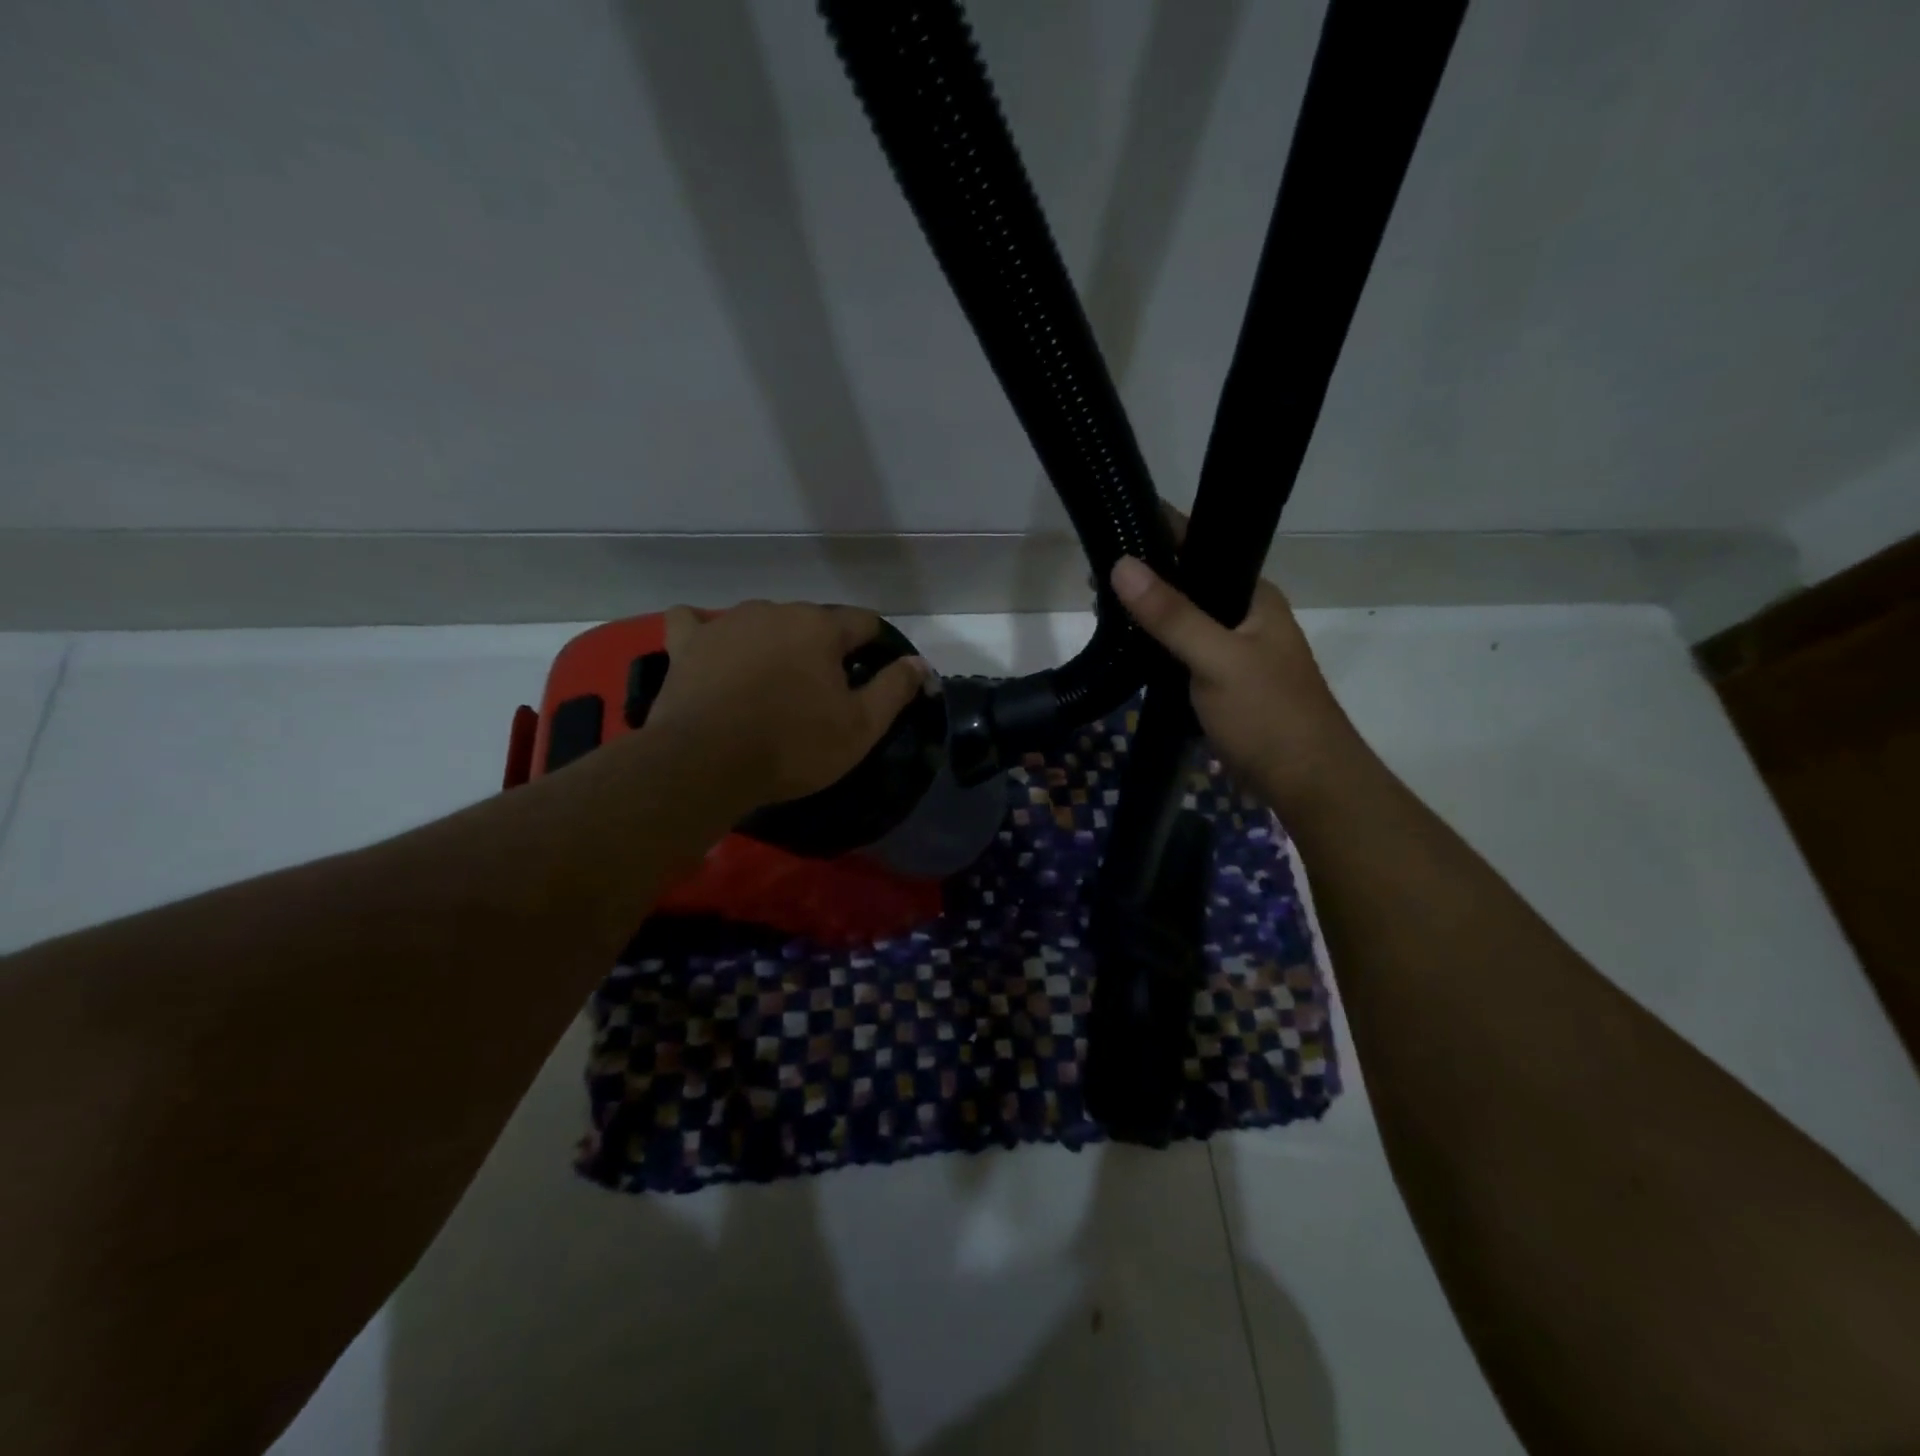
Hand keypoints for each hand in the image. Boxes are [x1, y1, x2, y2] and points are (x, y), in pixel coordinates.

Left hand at [643, 601, 929, 810]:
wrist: (706, 763)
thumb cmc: (793, 745)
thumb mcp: (860, 727)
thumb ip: (894, 689)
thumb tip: (917, 663)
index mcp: (821, 627)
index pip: (863, 622)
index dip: (874, 648)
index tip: (873, 676)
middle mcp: (776, 611)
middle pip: (812, 622)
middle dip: (822, 649)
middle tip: (822, 693)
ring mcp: (727, 623)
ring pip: (762, 622)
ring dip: (774, 643)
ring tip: (772, 683)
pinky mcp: (687, 643)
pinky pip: (694, 623)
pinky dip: (707, 633)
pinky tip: (712, 649)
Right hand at [1110, 547, 1365, 817]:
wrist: (1306, 783)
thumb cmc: (1269, 715)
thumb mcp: (1217, 660)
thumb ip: (1171, 615)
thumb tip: (1121, 564)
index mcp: (1254, 597)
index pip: (1204, 547)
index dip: (1160, 536)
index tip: (1112, 531)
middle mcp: (1244, 617)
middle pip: (1189, 586)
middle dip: (1145, 580)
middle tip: (1093, 581)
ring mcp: (1232, 653)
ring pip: (1182, 623)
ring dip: (1147, 617)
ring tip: (1100, 610)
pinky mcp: (1220, 685)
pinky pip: (1181, 655)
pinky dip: (1155, 649)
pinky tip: (1127, 651)